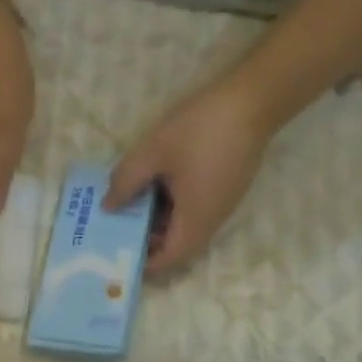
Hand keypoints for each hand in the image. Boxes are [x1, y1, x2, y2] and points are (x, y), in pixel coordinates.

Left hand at [106, 85, 270, 271]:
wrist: (253, 99)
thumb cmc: (200, 129)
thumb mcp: (153, 152)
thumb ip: (125, 182)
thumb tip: (108, 207)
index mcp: (196, 221)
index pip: (168, 260)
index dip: (143, 262)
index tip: (118, 253)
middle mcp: (212, 221)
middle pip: (176, 245)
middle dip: (146, 239)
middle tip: (116, 225)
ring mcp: (221, 204)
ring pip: (184, 226)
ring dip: (158, 219)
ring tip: (128, 203)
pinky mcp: (225, 188)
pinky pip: (194, 208)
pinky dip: (171, 205)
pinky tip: (153, 184)